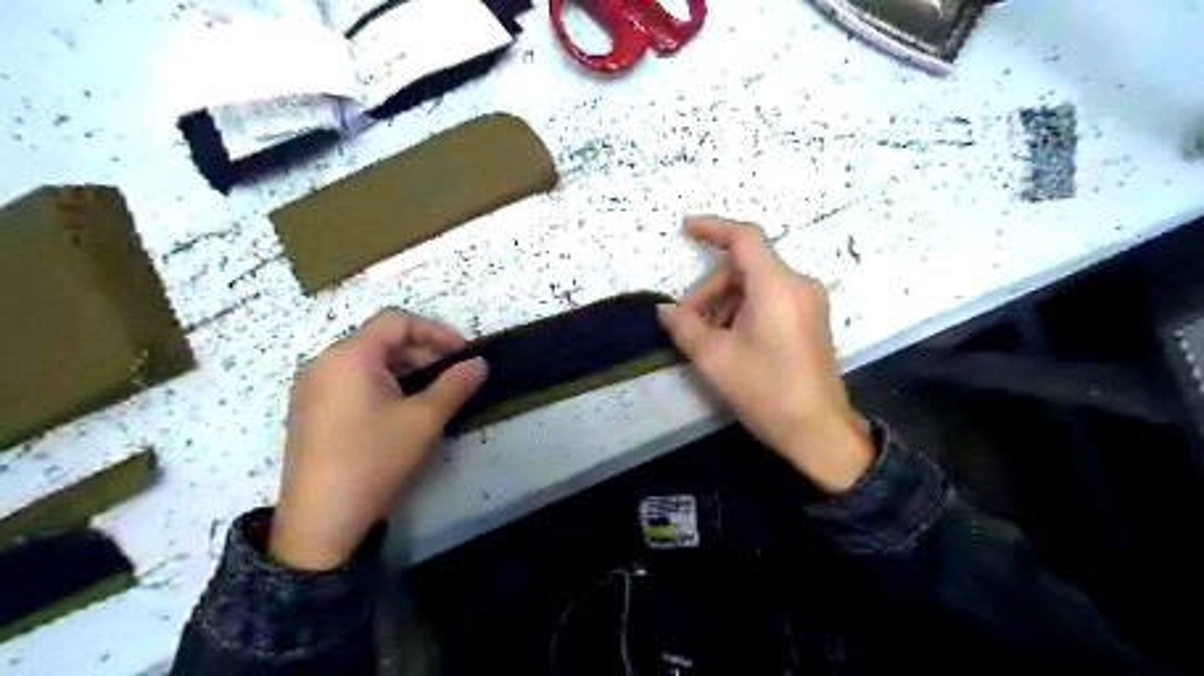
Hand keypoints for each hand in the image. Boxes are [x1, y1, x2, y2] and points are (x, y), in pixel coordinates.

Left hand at [270, 308, 486, 569]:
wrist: (320, 521)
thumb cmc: (374, 459)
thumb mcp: (424, 420)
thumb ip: (455, 384)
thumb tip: (480, 363)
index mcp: (349, 356)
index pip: (396, 320)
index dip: (435, 330)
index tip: (463, 353)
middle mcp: (324, 363)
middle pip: (380, 339)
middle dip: (422, 351)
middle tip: (451, 376)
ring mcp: (311, 388)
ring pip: (367, 362)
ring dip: (404, 369)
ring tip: (431, 395)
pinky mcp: (310, 411)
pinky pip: (351, 381)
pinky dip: (382, 384)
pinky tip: (399, 412)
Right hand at [657, 220, 875, 493]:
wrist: (818, 431)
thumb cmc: (765, 391)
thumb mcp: (715, 358)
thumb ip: (685, 326)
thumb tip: (664, 310)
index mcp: (777, 286)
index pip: (744, 238)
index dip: (712, 228)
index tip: (685, 229)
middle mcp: (798, 285)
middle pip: (745, 267)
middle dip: (711, 290)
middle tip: (687, 322)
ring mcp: (808, 302)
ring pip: (756, 285)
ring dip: (725, 303)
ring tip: (706, 338)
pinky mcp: (811, 319)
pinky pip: (771, 300)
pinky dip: (745, 311)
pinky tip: (730, 340)